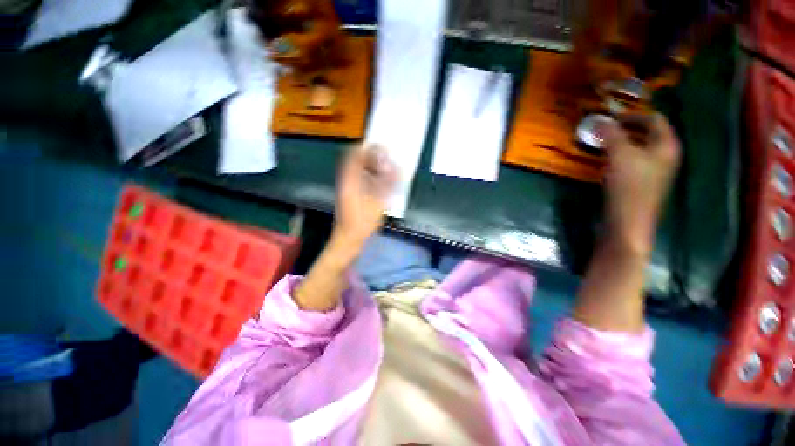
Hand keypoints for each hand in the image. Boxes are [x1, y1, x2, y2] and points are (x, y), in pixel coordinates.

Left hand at [333, 144, 397, 248]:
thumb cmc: (361, 223)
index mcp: (349, 180)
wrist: (347, 240)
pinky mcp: (350, 196)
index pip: (354, 155)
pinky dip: (370, 177)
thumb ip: (387, 185)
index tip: (382, 147)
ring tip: (386, 168)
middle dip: (371, 156)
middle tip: (387, 157)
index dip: (367, 148)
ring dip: (371, 166)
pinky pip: (360, 179)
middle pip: (355, 161)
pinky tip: (381, 182)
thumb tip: (396, 168)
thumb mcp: (377, 203)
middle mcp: (346, 181)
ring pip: (358, 170)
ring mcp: (347, 189)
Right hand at [602, 114, 680, 256]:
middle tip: (605, 130)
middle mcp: (665, 157)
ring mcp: (655, 172)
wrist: (628, 222)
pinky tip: (607, 162)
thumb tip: (600, 119)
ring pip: (640, 149)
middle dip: (627, 129)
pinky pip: (634, 162)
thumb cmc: (629, 186)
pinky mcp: (643, 184)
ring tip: (602, 144)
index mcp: (666, 146)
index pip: (655, 120)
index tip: (612, 117)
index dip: (634, 116)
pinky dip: (621, 157)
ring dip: (622, 143)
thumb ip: (611, 134)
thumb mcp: (619, 155)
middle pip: (649, 134)